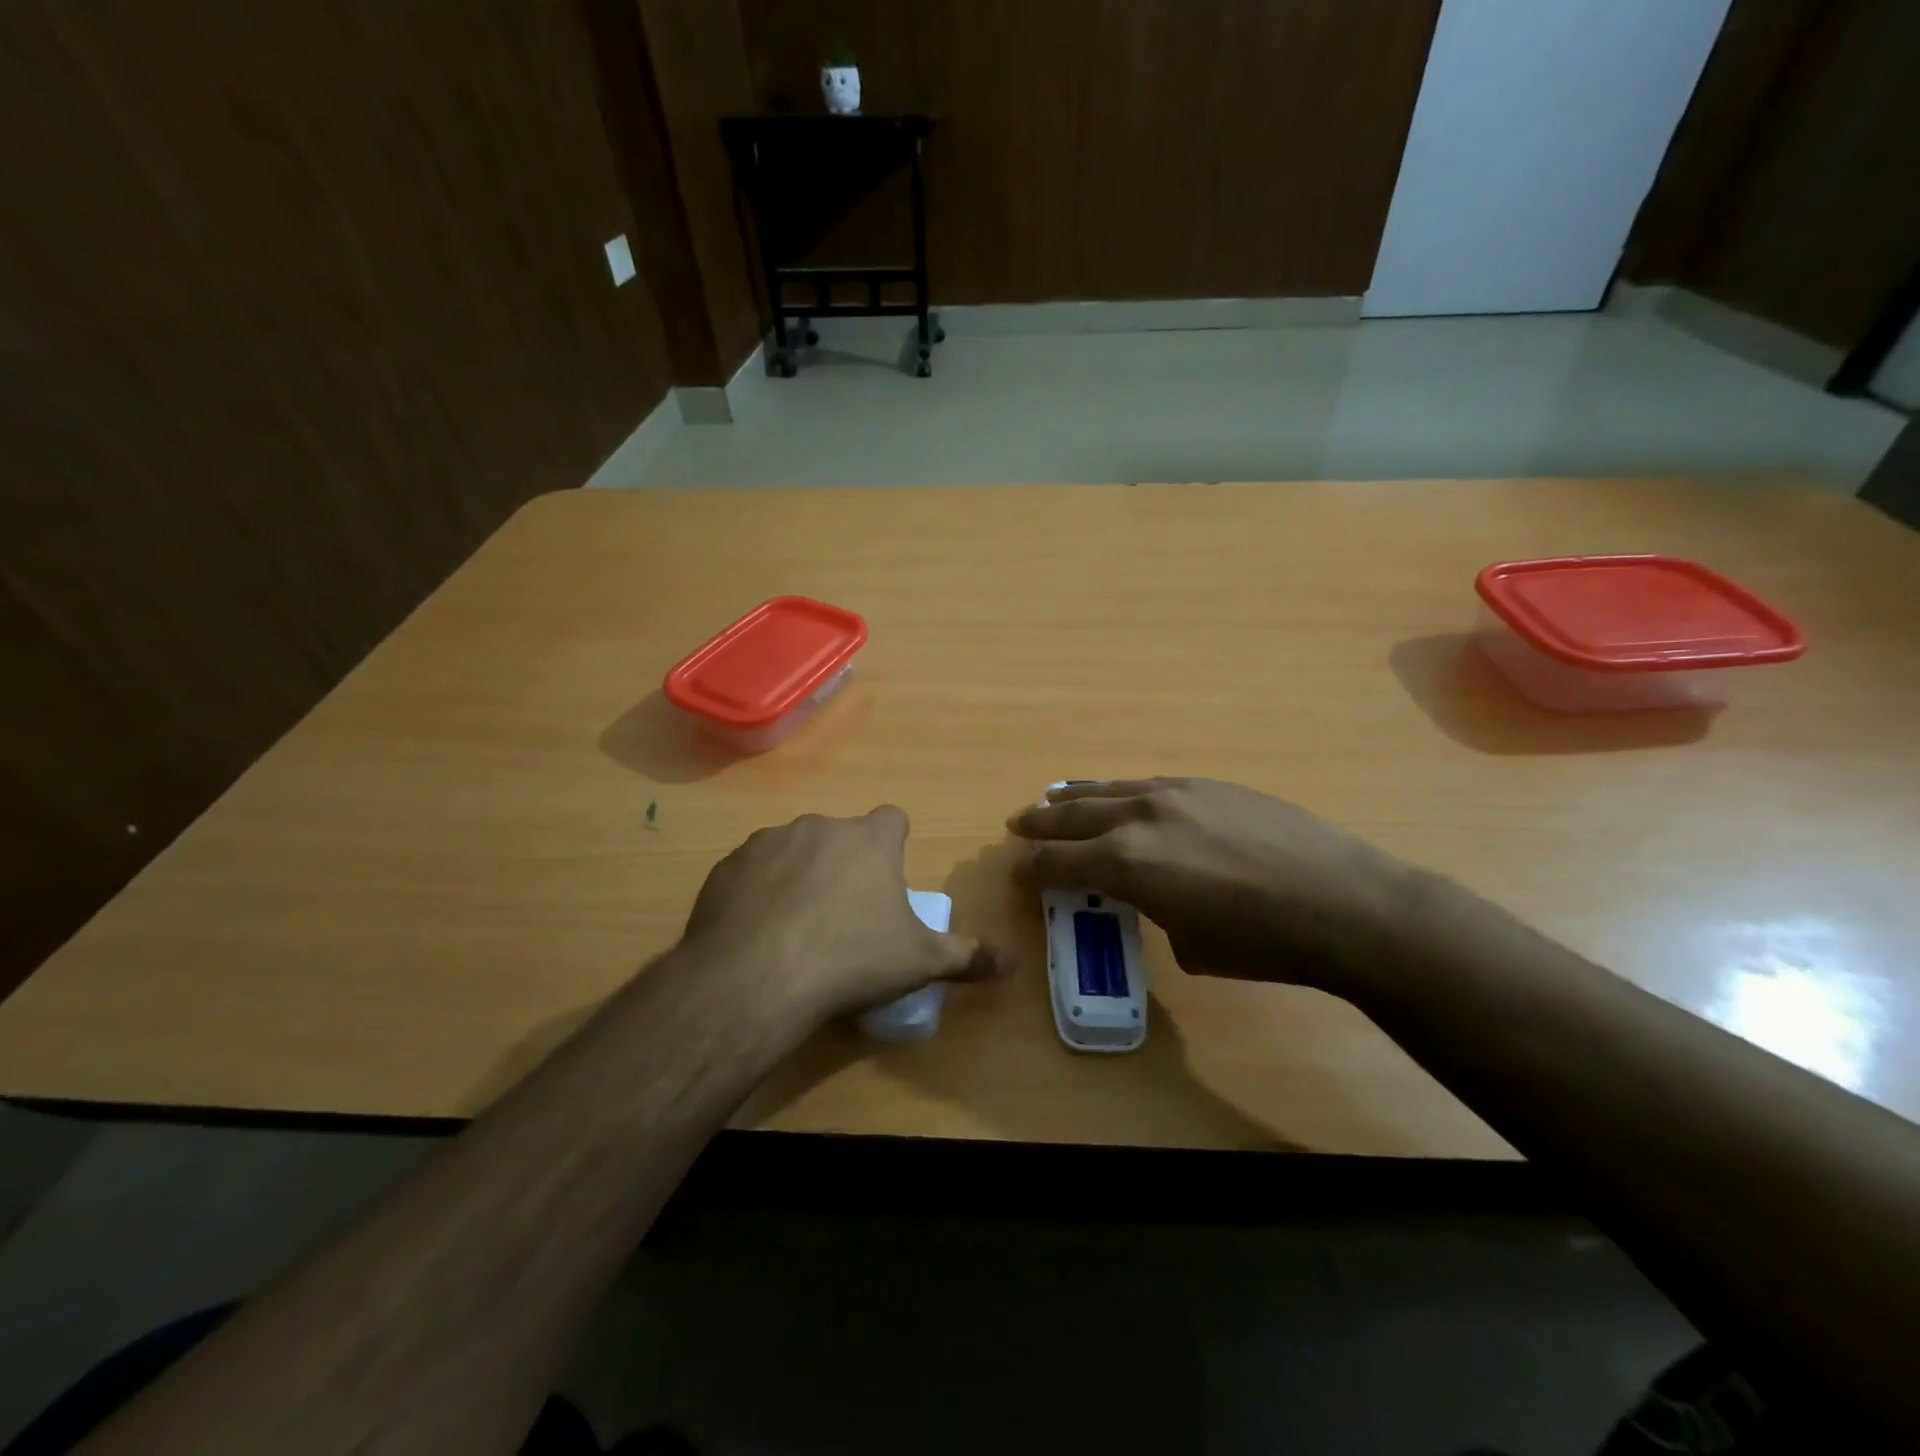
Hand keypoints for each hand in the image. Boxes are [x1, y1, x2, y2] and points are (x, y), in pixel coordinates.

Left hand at [677, 806, 1004, 1023]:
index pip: (893, 819)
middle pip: (842, 836)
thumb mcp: (919, 963)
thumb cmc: (851, 960)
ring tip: (797, 927)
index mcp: (869, 840)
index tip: (889, 879)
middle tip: (846, 915)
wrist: (754, 978)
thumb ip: (968, 956)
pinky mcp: (728, 865)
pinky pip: (753, 870)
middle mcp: (820, 826)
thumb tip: (1012, 962)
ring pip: (794, 850)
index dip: (894, 844)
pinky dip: (759, 891)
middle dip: (846, 864)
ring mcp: (769, 842)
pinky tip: (757, 931)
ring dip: (800, 875)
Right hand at [1007, 778, 1423, 993]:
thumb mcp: (1190, 945)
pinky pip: (1147, 785)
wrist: (1342, 902)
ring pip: (1108, 790)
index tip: (1017, 873)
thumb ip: (1155, 911)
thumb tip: (1155, 896)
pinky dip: (1122, 793)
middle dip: (1040, 824)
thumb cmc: (1261, 943)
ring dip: (1076, 799)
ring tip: (1055, 801)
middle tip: (1018, 825)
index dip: (1032, 870)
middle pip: (1072, 816)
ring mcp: (1175, 794)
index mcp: (1126, 864)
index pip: (1058, 862)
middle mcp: (1139, 818)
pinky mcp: (1209, 784)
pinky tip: (1122, 797)